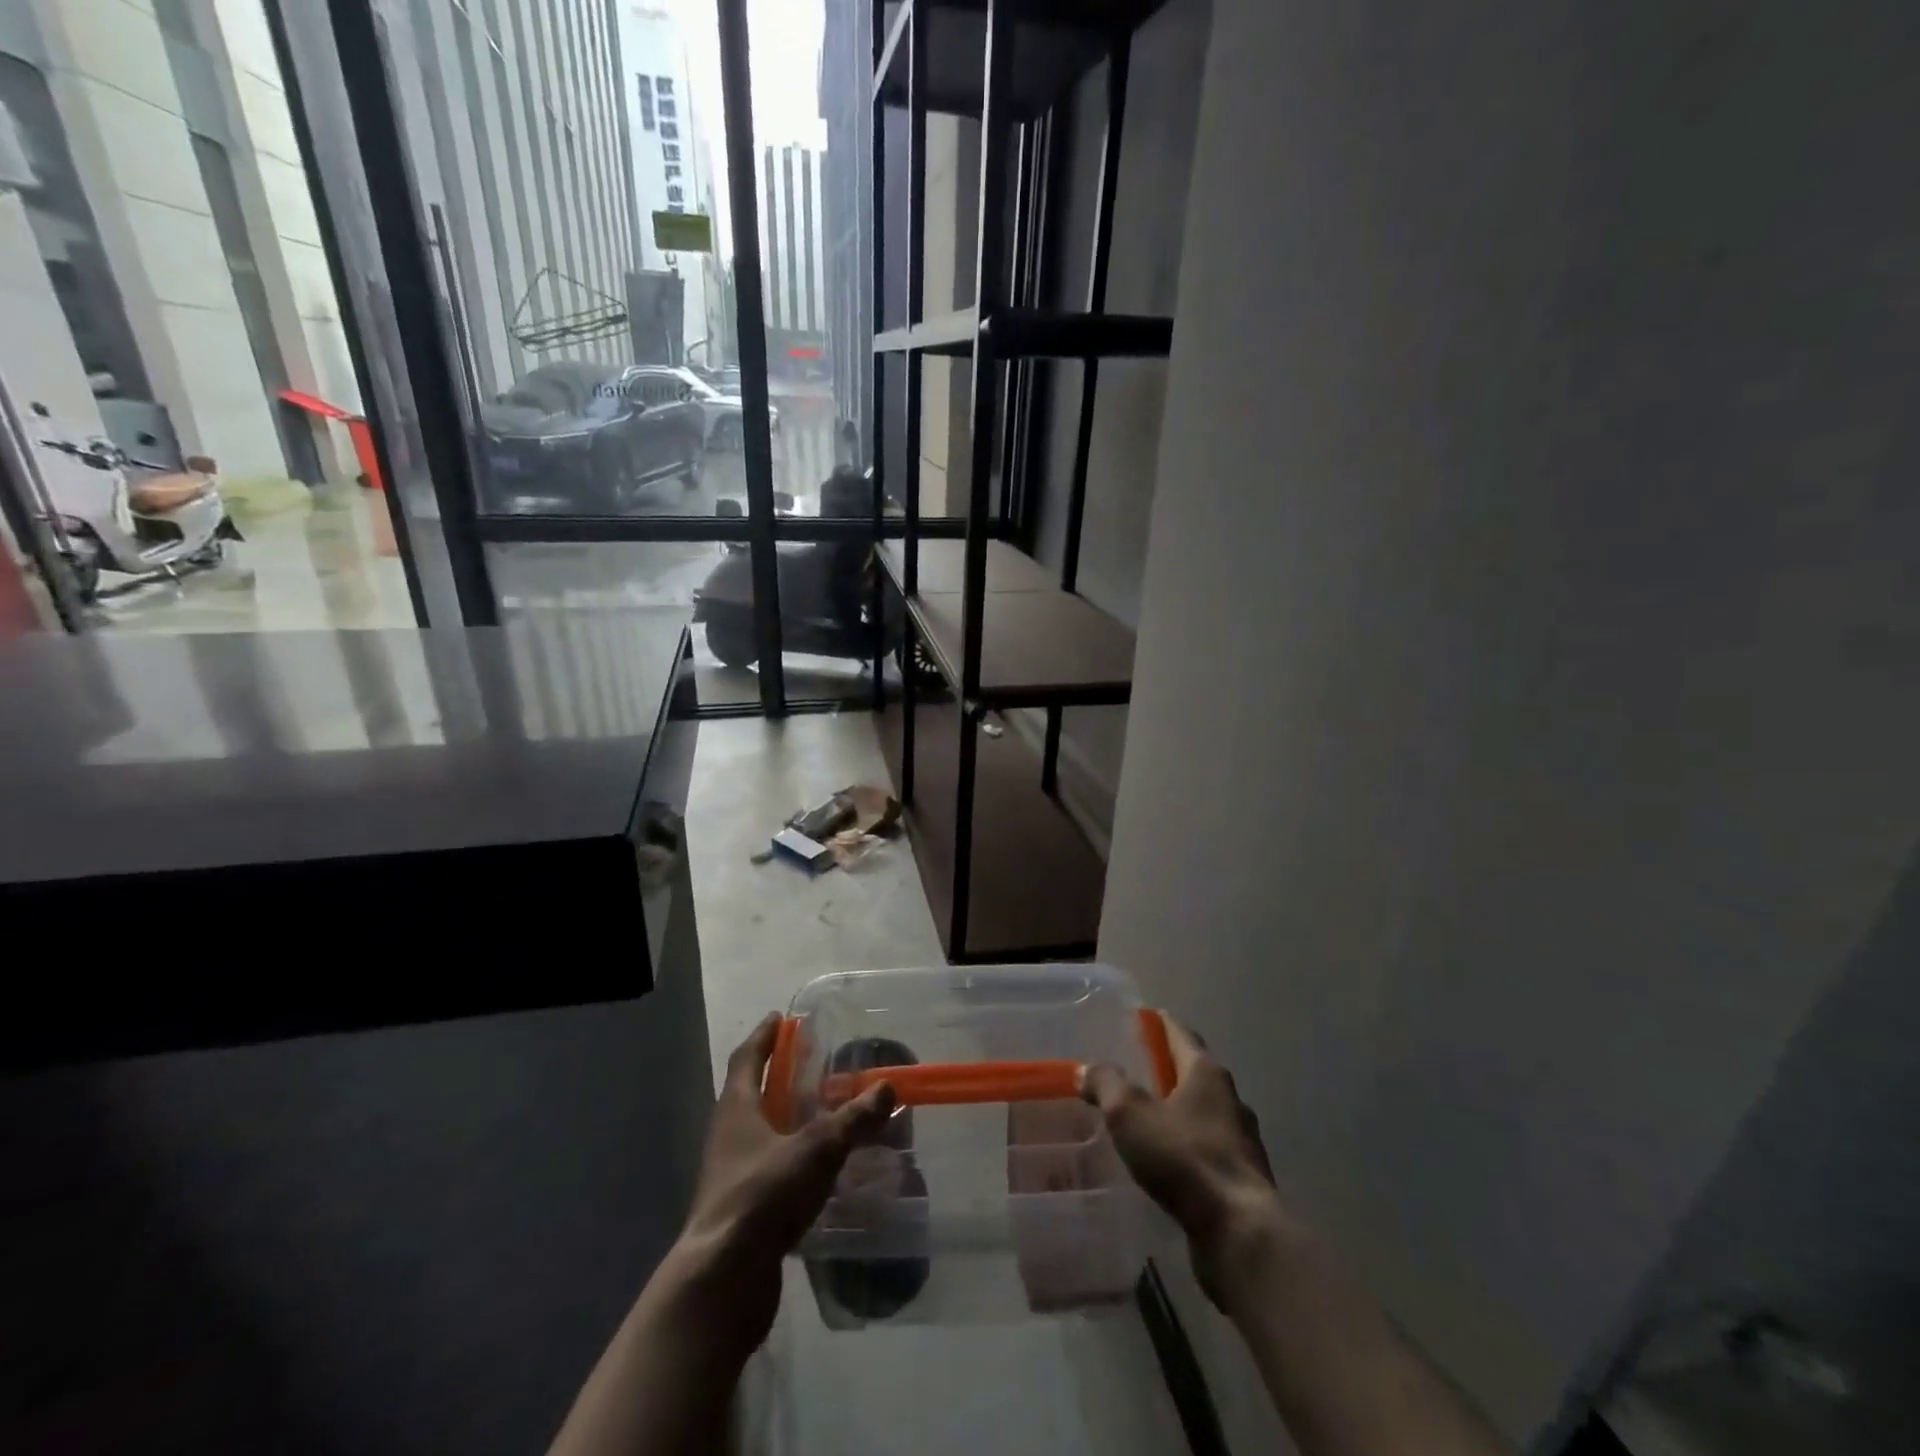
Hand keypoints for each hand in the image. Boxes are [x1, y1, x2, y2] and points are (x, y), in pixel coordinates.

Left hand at [676, 1013, 897, 1350]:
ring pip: (763, 1134)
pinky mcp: (743, 1210)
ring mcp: (732, 1175)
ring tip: (826, 1113)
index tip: (779, 1017)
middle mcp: (728, 1136)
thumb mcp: (815, 1150)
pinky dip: (794, 1160)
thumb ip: (852, 1119)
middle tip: (813, 1063)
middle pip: (752, 1094)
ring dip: (789, 1120)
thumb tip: (887, 1088)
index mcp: (736, 1109)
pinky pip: (771, 1170)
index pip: (746, 1058)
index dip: (763, 1036)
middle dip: (780, 1076)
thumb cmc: (762, 1196)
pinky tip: (822, 1168)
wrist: (723, 1281)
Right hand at [1079, 1015, 1284, 1307]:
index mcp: (1207, 1073)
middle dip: (1165, 1069)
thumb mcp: (1130, 1113)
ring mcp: (1241, 1141)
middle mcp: (1230, 1099)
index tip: (1138, 1019)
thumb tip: (1087, 1069)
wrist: (1240, 1234)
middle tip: (1131, 1072)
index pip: (1180, 1034)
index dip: (1158, 1024)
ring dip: (1175, 1112)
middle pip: (1193, 1072)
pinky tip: (1164, 1164)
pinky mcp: (1242, 1180)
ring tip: (1143, 1121)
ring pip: (1202, 1114)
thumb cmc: (1184, 1158)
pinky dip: (1185, 1148)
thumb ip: (1106, 1084)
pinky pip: (1206, 1150)